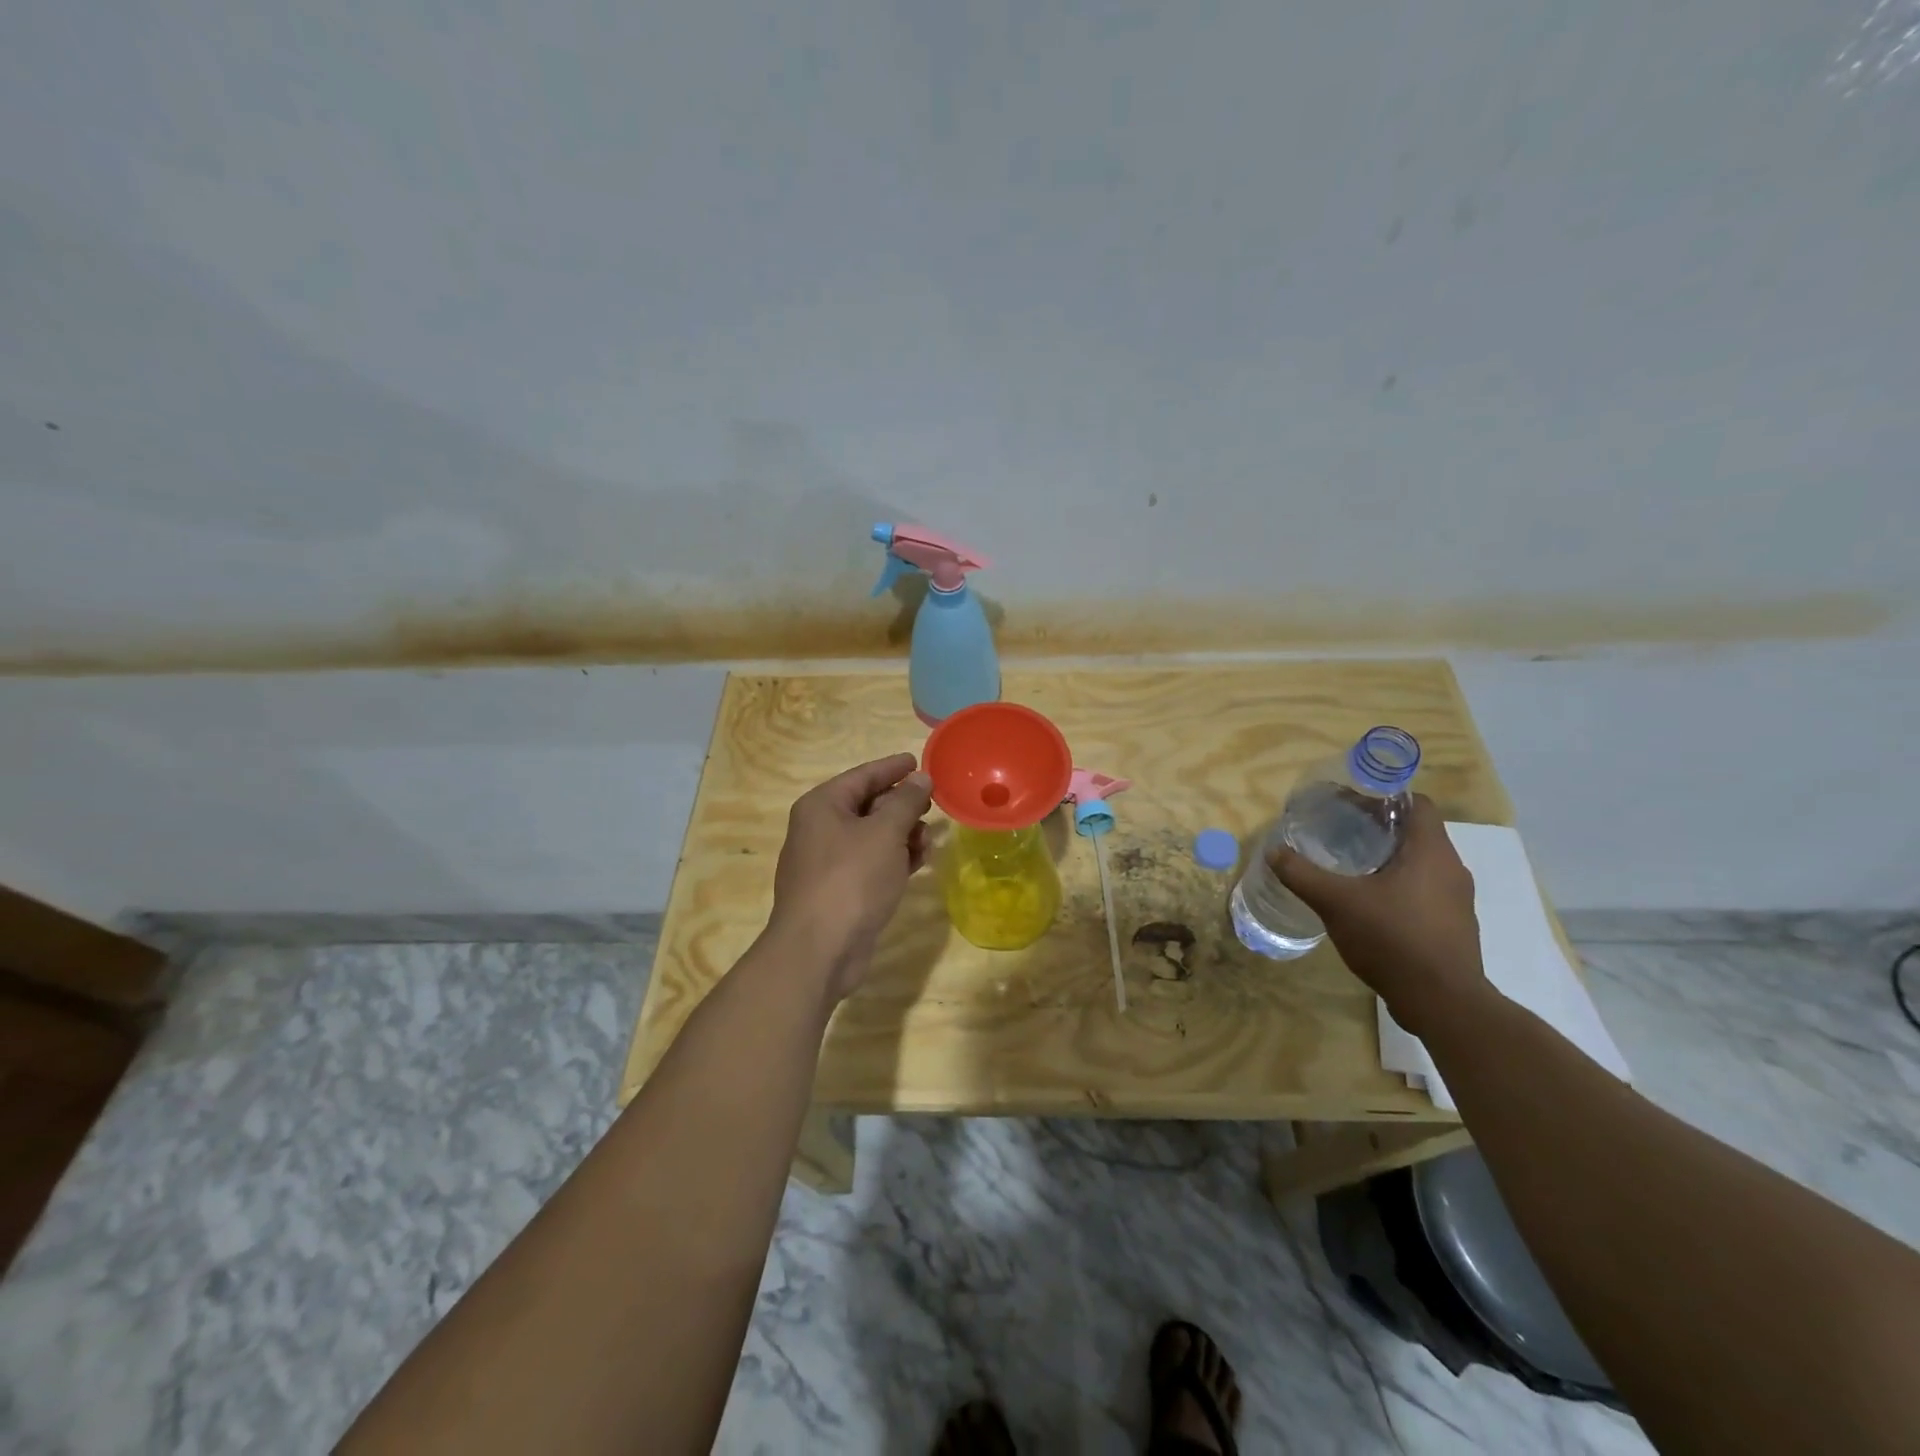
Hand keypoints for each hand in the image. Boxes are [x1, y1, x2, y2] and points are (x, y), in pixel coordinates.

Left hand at [768, 753, 932, 1000]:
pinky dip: (893, 858)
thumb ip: (905, 802)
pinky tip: (919, 861)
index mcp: (822, 805)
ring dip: (901, 834)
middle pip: (866, 804)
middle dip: (901, 804)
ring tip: (929, 837)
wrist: (819, 949)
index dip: (892, 767)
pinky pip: (870, 863)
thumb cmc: (851, 879)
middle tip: (932, 803)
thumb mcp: (885, 833)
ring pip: (871, 836)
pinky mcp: (839, 891)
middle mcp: (820, 828)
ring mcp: (827, 862)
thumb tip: (920, 778)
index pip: (862, 775)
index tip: (918, 761)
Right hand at [1269, 793, 1488, 1036]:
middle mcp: (1451, 869)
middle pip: (1417, 832)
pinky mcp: (1453, 925)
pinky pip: (1424, 890)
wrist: (1442, 1002)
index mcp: (1431, 852)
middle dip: (1379, 827)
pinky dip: (1398, 885)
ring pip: (1421, 863)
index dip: (1385, 797)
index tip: (1351, 802)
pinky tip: (1369, 902)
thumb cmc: (1392, 939)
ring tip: (1349, 865)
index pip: (1419, 803)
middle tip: (1340, 830)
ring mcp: (1456, 900)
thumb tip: (1273, 850)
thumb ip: (1302, 874)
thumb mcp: (1336, 902)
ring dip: (1388, 857)